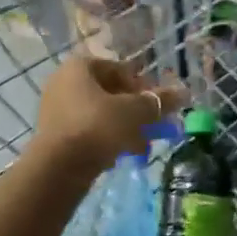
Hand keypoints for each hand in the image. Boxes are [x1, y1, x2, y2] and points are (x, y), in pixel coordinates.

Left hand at [30, 55, 184, 177]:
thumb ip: (158, 101)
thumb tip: (182, 93)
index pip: (119, 69)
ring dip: (124, 127)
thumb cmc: (98, 126)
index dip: (142, 86)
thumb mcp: (135, 112)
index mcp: (79, 67)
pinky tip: (124, 155)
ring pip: (100, 114)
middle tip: (154, 126)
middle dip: (135, 110)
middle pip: (110, 92)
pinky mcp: (54, 135)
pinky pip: (88, 130)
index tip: (156, 105)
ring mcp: (56, 109)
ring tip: (143, 146)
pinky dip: (107, 139)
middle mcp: (63, 82)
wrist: (58, 168)